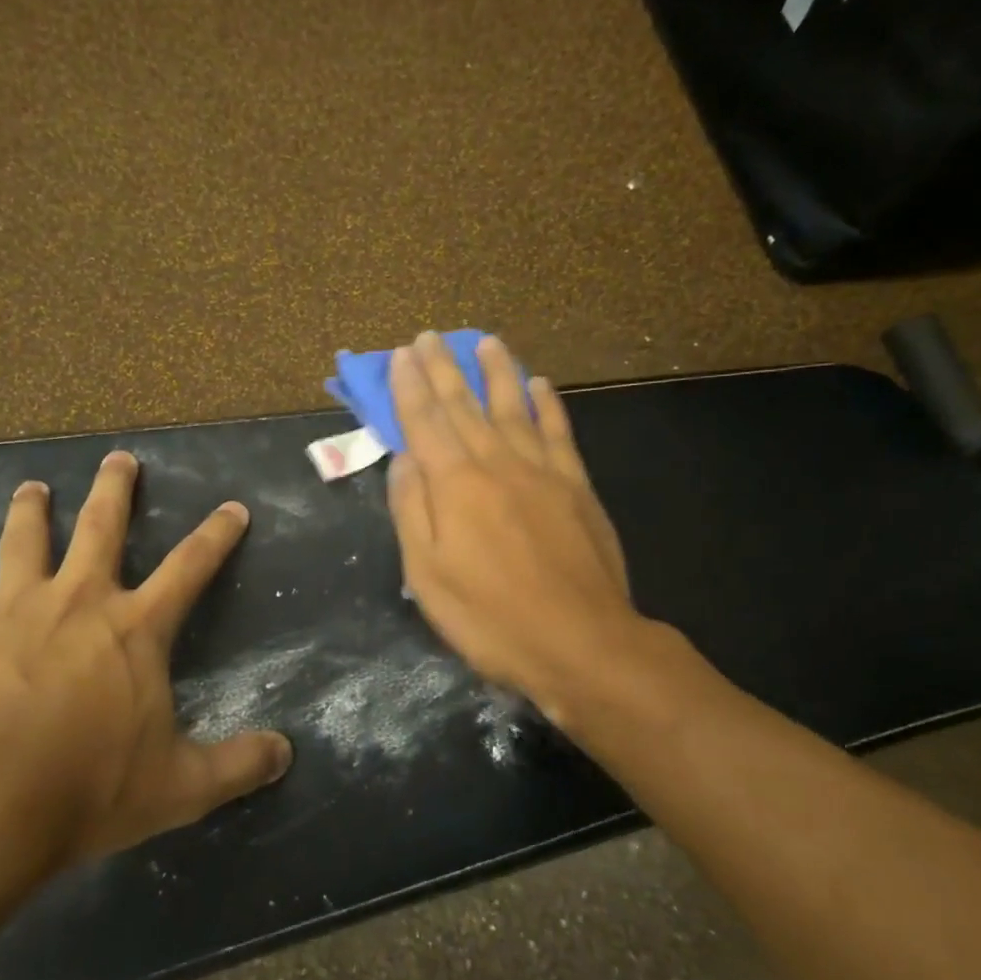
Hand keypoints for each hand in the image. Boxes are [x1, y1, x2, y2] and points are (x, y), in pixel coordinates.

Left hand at [0, 451, 292, 864]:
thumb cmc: (89, 788)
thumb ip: (237, 765)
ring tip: (32, 488)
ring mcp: (12, 613)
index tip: (232, 507)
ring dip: (30, 511)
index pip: (190, 567)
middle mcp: (77, 602)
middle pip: (101, 526)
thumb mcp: (180, 787)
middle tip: (119, 457)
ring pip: (23, 543)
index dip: (217, 535)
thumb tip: (286, 754)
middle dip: (115, 488)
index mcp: (134, 628)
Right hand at [386, 332, 701, 742]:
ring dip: (498, 372)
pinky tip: (540, 385)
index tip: (400, 356)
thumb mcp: (427, 574)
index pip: (425, 422)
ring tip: (486, 342)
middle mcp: (496, 463)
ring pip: (514, 407)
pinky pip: (558, 432)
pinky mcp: (576, 486)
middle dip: (443, 369)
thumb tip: (403, 457)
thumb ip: (411, 509)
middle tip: (429, 336)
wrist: (580, 643)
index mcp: (455, 484)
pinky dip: (547, 405)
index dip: (409, 387)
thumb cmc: (490, 617)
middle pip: (465, 406)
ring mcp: (542, 471)